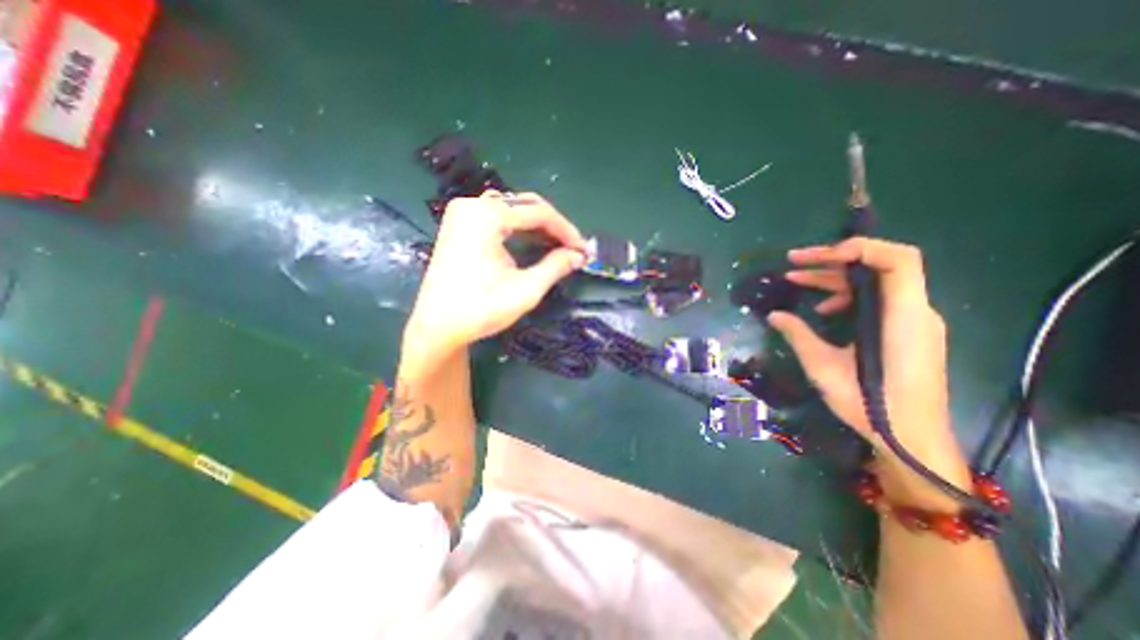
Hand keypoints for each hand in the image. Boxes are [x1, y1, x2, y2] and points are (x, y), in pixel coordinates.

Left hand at [406, 191, 587, 359]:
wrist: (437, 327)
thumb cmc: (480, 310)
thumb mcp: (525, 290)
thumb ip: (555, 267)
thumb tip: (579, 256)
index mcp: (486, 216)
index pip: (538, 213)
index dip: (566, 231)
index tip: (583, 250)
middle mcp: (472, 205)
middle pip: (525, 206)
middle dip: (553, 226)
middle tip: (572, 248)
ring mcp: (463, 213)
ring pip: (513, 210)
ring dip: (538, 226)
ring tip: (558, 247)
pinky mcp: (460, 225)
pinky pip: (499, 217)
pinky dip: (520, 229)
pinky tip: (533, 243)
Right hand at [766, 238, 969, 507]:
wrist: (911, 438)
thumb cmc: (869, 403)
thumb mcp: (824, 367)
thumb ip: (799, 335)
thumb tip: (774, 315)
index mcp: (902, 317)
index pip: (899, 260)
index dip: (860, 248)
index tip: (819, 257)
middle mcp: (915, 312)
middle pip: (879, 267)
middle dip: (833, 260)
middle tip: (792, 263)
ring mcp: (913, 321)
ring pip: (875, 283)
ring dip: (835, 279)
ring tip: (797, 281)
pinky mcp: (907, 332)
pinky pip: (878, 301)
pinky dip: (848, 297)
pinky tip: (824, 311)